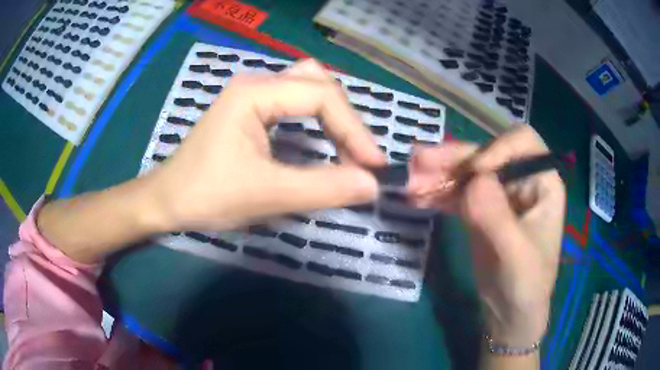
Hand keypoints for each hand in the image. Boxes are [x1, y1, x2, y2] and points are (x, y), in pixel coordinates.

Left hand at [146, 59, 385, 231]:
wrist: (167, 201)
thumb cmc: (207, 196)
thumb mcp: (267, 195)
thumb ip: (323, 188)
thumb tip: (371, 185)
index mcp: (254, 93)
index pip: (321, 96)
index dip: (354, 129)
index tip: (373, 166)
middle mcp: (255, 84)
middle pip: (316, 81)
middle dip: (344, 117)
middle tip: (357, 154)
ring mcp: (250, 95)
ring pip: (306, 86)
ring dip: (331, 114)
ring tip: (345, 147)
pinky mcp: (248, 110)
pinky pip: (293, 101)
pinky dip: (316, 117)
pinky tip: (320, 139)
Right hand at [408, 126, 565, 345]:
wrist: (509, 313)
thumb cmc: (525, 285)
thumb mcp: (515, 255)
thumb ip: (497, 216)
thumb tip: (473, 179)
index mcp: (542, 183)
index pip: (522, 143)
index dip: (497, 148)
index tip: (473, 173)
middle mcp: (520, 180)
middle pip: (486, 154)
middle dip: (454, 158)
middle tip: (418, 161)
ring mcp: (498, 194)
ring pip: (467, 172)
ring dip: (438, 174)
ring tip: (409, 184)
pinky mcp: (479, 210)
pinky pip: (456, 193)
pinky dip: (437, 193)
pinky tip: (417, 198)